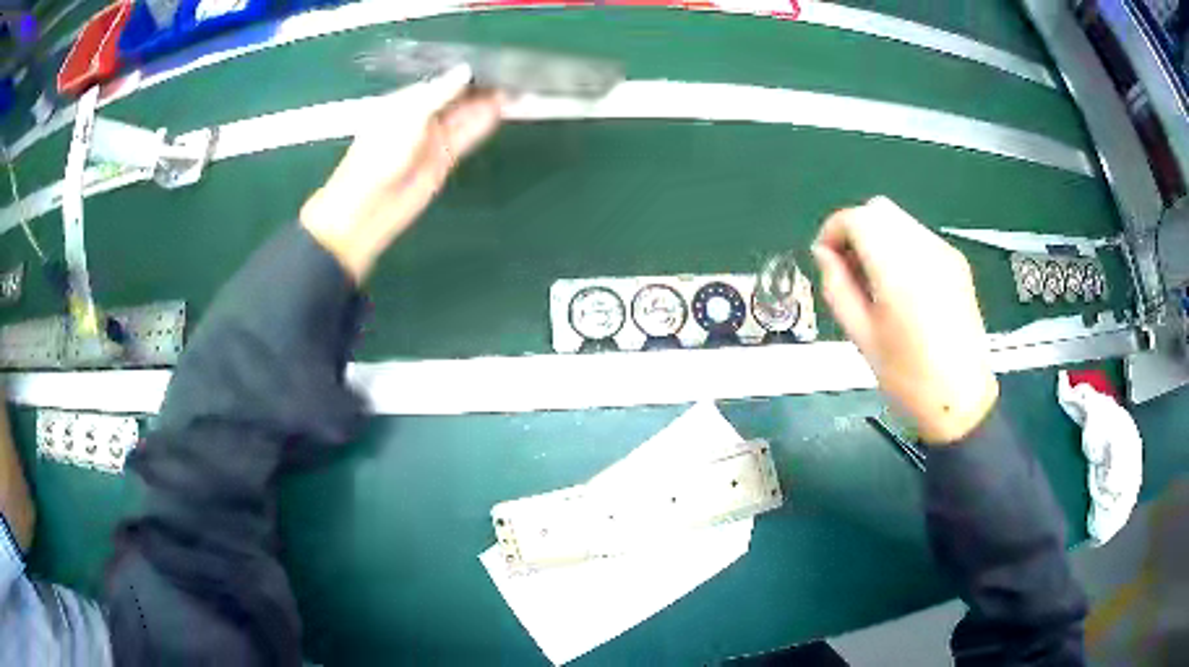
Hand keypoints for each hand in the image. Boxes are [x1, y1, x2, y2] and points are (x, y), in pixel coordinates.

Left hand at [301, 65, 503, 281]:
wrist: (368, 209)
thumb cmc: (378, 157)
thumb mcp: (407, 117)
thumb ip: (438, 93)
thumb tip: (465, 71)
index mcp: (404, 102)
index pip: (440, 81)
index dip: (465, 73)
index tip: (491, 62)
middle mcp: (420, 117)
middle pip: (456, 97)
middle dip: (480, 88)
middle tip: (511, 74)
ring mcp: (433, 139)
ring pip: (466, 116)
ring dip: (487, 104)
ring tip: (515, 90)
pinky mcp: (445, 159)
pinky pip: (468, 137)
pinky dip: (484, 124)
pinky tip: (501, 111)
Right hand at [811, 197, 998, 444]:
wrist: (961, 399)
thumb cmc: (907, 377)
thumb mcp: (861, 336)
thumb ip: (837, 287)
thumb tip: (824, 254)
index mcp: (898, 269)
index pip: (857, 219)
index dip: (833, 231)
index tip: (825, 258)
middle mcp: (924, 249)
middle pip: (879, 210)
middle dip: (856, 229)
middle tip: (848, 268)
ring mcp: (945, 253)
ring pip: (900, 221)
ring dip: (878, 237)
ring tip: (874, 280)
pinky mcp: (957, 263)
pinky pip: (919, 237)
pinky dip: (900, 247)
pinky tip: (901, 286)